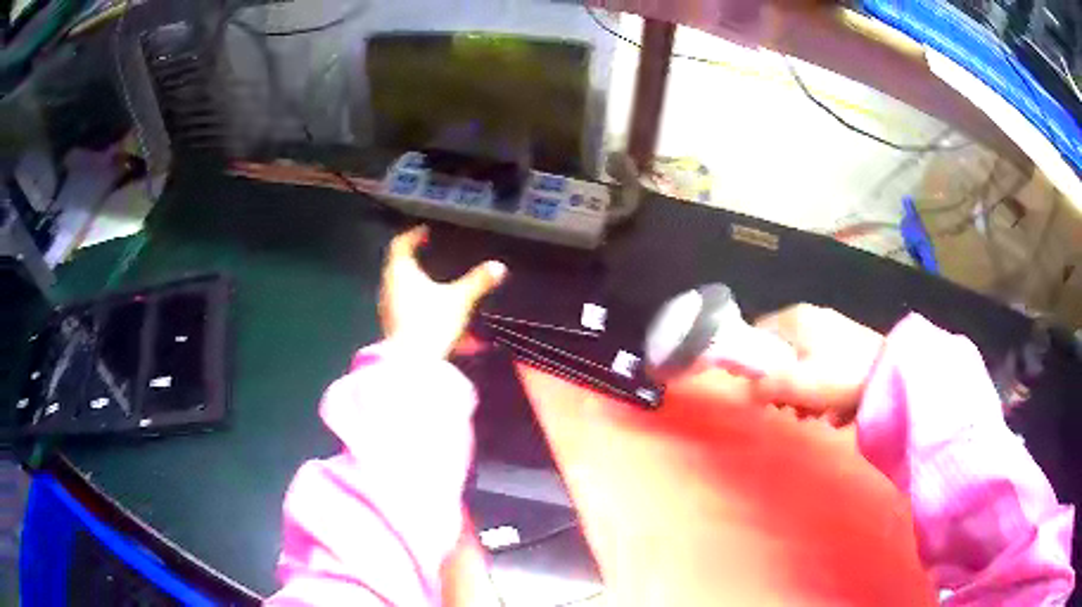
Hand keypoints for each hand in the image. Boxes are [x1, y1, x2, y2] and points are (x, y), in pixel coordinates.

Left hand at [379, 226, 505, 358]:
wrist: (411, 362)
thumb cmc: (431, 322)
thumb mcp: (460, 299)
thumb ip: (478, 282)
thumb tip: (499, 267)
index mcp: (400, 271)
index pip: (400, 244)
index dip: (413, 235)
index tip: (426, 231)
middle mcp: (388, 285)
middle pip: (397, 264)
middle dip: (413, 258)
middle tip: (429, 253)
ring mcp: (386, 306)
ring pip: (397, 284)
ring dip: (412, 279)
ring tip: (431, 279)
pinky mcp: (390, 324)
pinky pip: (400, 302)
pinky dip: (412, 298)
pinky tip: (428, 306)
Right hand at [751, 304, 883, 419]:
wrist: (890, 374)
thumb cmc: (838, 375)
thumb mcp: (796, 384)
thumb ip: (763, 387)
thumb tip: (742, 393)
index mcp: (794, 319)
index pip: (758, 332)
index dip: (752, 362)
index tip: (758, 389)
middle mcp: (812, 318)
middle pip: (781, 354)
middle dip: (782, 386)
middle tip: (789, 409)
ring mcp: (833, 332)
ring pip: (804, 365)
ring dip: (804, 394)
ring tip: (814, 415)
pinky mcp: (850, 347)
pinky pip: (825, 369)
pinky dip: (825, 390)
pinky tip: (834, 409)